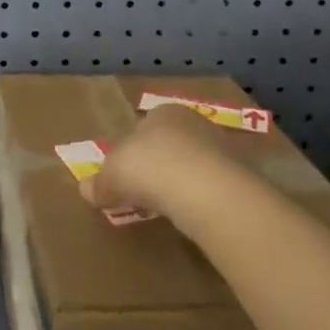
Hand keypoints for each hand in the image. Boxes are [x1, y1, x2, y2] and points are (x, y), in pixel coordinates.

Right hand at [83, 104, 235, 219]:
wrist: (209, 193)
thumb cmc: (151, 168)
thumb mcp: (111, 176)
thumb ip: (99, 183)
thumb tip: (85, 190)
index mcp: (163, 111)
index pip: (144, 127)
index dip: (132, 151)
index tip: (125, 175)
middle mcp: (195, 122)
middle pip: (172, 144)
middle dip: (160, 165)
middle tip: (146, 192)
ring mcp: (224, 149)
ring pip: (196, 165)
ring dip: (184, 183)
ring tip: (170, 209)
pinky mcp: (244, 177)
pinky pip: (216, 188)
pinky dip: (205, 200)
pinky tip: (195, 217)